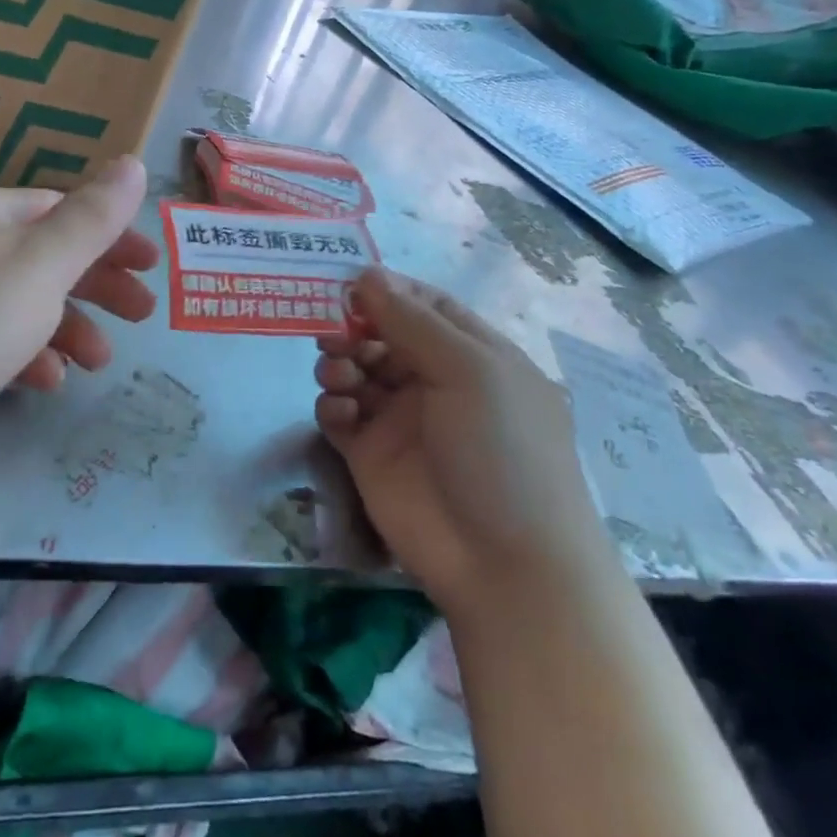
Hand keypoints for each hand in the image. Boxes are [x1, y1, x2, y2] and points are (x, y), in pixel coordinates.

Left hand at [0, 155, 157, 481]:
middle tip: (143, 313)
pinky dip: (31, 359)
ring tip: (99, 361)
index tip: (152, 264)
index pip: (65, 211)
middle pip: (51, 258)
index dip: (113, 234)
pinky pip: (1, 345)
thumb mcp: (42, 264)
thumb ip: (92, 218)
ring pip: (29, 306)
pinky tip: (48, 382)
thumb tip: (131, 163)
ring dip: (71, 328)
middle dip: (100, 285)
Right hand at [313, 269, 602, 618]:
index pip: (425, 306)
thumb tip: (366, 273)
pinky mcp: (371, 455)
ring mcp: (401, 420)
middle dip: (354, 328)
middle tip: (333, 334)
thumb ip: (412, 319)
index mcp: (472, 355)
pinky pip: (339, 415)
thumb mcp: (469, 370)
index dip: (388, 291)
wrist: (504, 563)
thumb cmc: (501, 450)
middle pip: (381, 336)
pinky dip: (332, 405)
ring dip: (339, 363)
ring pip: (356, 371)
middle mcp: (435, 381)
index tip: (348, 283)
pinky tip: (340, 413)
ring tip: (339, 377)